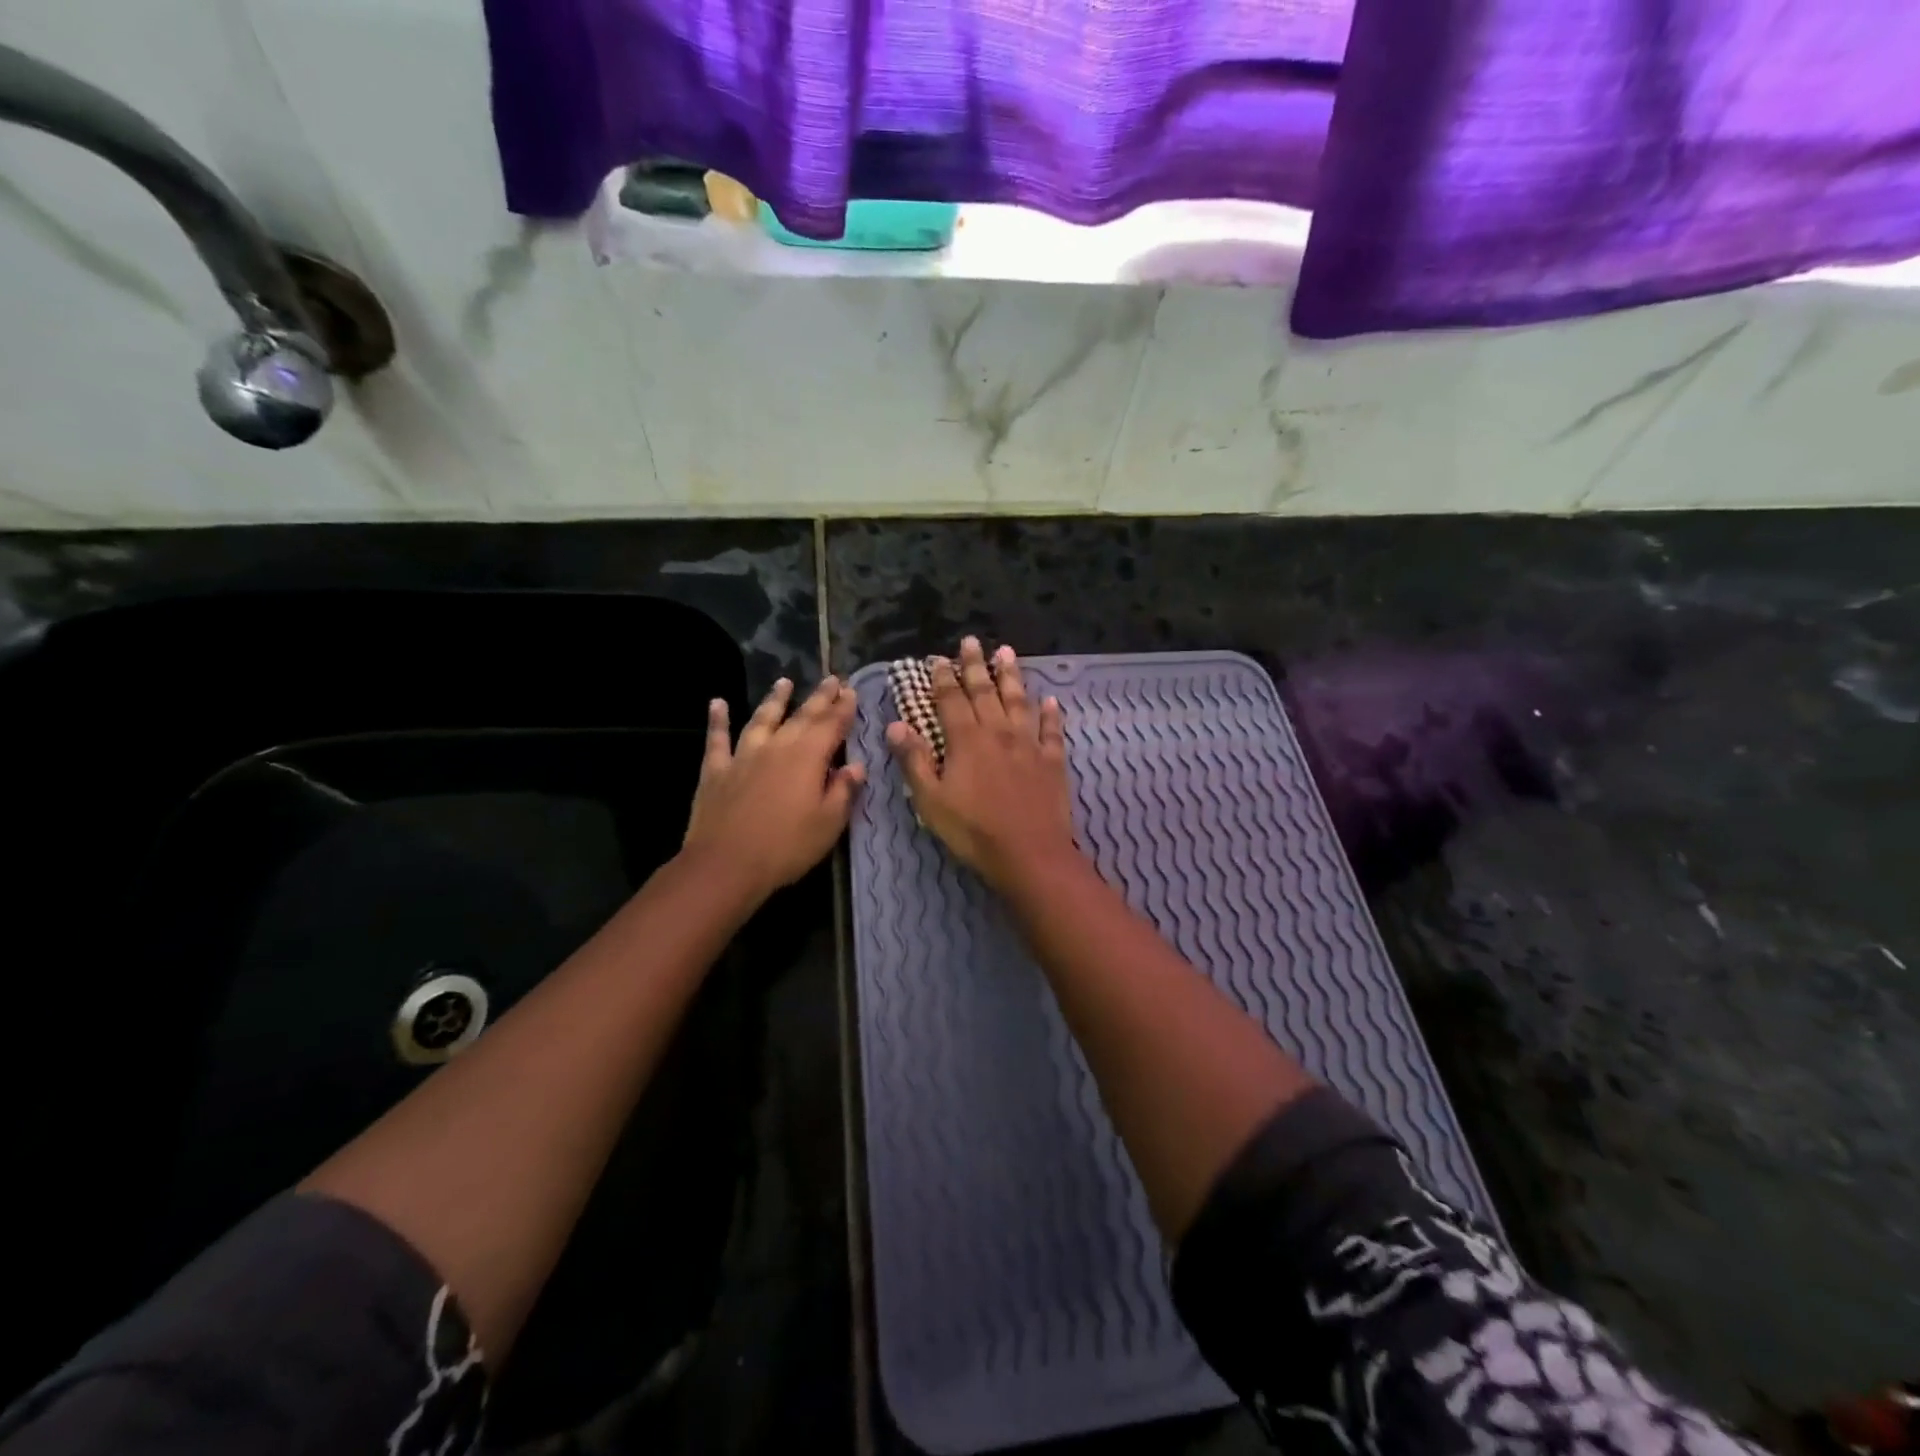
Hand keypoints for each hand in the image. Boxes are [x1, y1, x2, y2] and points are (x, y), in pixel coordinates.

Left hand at [682, 676, 864, 901]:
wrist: (725, 864)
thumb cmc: (786, 847)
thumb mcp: (828, 824)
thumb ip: (843, 791)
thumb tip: (856, 766)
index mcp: (808, 757)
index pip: (832, 725)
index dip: (844, 708)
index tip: (853, 690)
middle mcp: (777, 746)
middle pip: (802, 716)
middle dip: (820, 697)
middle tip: (832, 678)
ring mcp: (743, 755)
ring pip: (762, 718)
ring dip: (774, 699)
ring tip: (784, 682)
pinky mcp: (716, 770)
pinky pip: (717, 738)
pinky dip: (718, 719)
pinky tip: (717, 703)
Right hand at [885, 637, 1078, 892]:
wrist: (1030, 854)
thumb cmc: (973, 830)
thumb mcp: (931, 800)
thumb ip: (915, 760)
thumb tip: (896, 725)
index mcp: (966, 740)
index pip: (951, 700)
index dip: (944, 678)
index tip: (939, 659)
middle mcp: (998, 732)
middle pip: (985, 691)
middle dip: (976, 665)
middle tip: (972, 641)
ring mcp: (1029, 744)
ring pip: (1019, 701)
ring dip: (1012, 676)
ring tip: (1007, 652)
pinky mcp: (1052, 761)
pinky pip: (1051, 730)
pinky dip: (1051, 713)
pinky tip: (1051, 700)